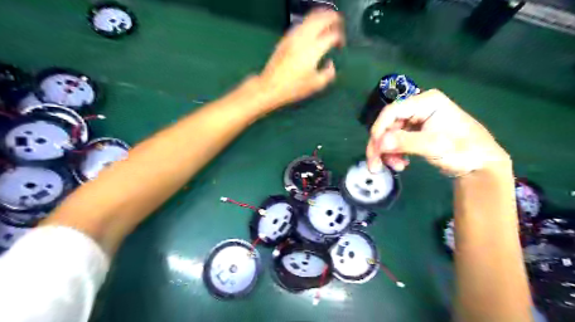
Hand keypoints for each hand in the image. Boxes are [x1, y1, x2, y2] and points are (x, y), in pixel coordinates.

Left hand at [257, 9, 342, 105]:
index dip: (340, 38)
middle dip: (333, 18)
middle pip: (321, 19)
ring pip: (310, 18)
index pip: (332, 35)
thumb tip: (330, 64)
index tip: (341, 45)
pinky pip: (300, 24)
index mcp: (314, 50)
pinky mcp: (285, 38)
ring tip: (327, 22)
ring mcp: (293, 36)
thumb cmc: (294, 88)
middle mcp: (304, 38)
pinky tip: (311, 29)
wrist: (270, 86)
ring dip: (321, 17)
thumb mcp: (316, 85)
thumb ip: (328, 73)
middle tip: (338, 23)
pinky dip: (309, 22)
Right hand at [366, 88, 508, 175]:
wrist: (481, 165)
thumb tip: (379, 143)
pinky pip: (396, 141)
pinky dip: (394, 153)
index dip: (379, 130)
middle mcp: (418, 107)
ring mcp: (417, 120)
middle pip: (388, 124)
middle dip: (381, 145)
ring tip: (395, 167)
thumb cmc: (464, 151)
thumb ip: (406, 142)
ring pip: (390, 134)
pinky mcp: (416, 132)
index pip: (392, 111)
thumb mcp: (435, 146)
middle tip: (375, 165)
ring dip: (387, 152)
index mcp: (426, 102)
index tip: (374, 150)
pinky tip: (401, 163)